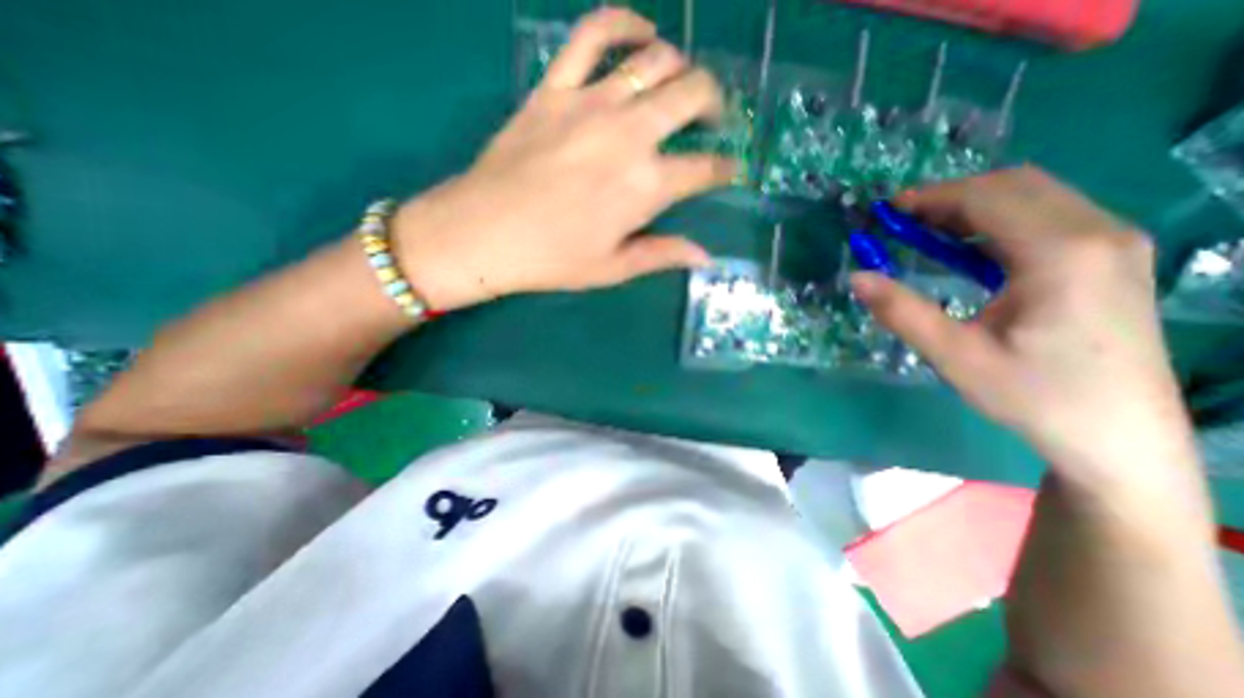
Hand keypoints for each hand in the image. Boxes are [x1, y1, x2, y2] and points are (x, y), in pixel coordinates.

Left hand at [392, 6, 730, 309]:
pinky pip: (593, 34)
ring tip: (680, 86)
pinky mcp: (555, 87)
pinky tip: (640, 33)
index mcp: (646, 186)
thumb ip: (663, 255)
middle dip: (715, 104)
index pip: (705, 169)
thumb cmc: (553, 259)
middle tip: (713, 119)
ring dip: (680, 68)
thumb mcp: (614, 267)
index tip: (728, 170)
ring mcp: (591, 102)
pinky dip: (623, 23)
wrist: (485, 233)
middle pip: (692, 95)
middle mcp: (630, 134)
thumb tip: (705, 257)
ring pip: (655, 59)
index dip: (724, 169)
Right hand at [857, 165, 1194, 487]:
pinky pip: (1048, 216)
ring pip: (1036, 195)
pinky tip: (966, 248)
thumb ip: (902, 312)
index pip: (989, 198)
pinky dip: (997, 220)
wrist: (1119, 436)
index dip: (932, 197)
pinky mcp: (1111, 259)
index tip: (888, 210)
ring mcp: (1113, 243)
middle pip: (1015, 185)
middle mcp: (1099, 233)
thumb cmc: (1032, 396)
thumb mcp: (954, 356)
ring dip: (973, 205)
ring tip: (924, 231)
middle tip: (901, 221)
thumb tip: (856, 277)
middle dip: (950, 195)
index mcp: (1062, 254)